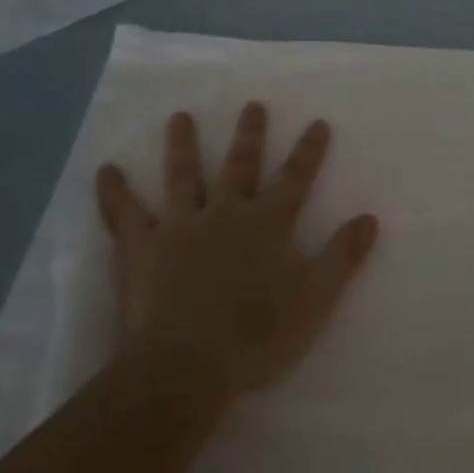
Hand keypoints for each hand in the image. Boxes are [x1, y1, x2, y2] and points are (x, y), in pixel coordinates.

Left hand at [96, 104, 378, 399]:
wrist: (187, 368)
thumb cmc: (257, 337)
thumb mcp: (315, 300)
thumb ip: (341, 257)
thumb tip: (369, 218)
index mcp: (268, 224)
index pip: (295, 178)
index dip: (308, 151)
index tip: (317, 122)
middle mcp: (226, 213)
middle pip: (240, 165)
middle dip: (249, 135)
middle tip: (252, 105)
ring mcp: (181, 226)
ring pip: (182, 176)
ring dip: (182, 145)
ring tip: (180, 117)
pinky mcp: (143, 248)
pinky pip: (124, 215)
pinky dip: (114, 192)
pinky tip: (104, 169)